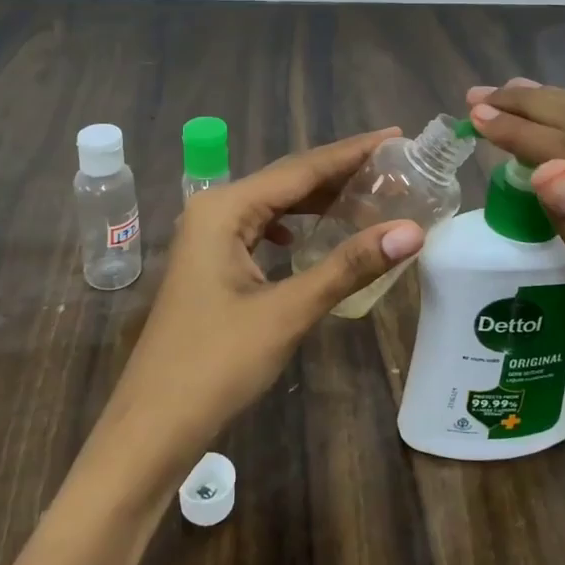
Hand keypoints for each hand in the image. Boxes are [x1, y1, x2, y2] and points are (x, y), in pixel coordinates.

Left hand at [94, 130, 424, 481]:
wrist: (153, 426)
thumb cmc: (216, 364)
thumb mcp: (287, 311)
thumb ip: (348, 266)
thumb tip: (412, 231)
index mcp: (225, 208)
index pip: (301, 169)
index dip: (352, 153)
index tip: (397, 137)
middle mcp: (214, 210)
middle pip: (287, 181)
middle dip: (340, 173)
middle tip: (395, 167)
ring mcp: (208, 238)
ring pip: (274, 206)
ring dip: (319, 202)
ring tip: (370, 195)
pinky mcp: (211, 264)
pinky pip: (262, 231)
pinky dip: (296, 228)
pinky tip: (314, 237)